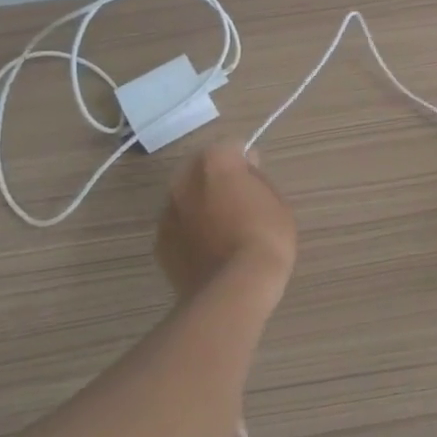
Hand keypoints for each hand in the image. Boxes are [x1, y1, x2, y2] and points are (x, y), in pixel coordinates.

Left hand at [155, 143, 296, 299]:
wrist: (234, 288)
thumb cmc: (265, 237)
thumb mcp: (277, 201)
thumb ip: (257, 180)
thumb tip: (245, 173)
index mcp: (215, 163)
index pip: (230, 147)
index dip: (245, 161)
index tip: (256, 179)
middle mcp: (184, 180)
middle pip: (200, 168)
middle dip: (216, 178)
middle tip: (238, 202)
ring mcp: (168, 212)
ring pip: (185, 198)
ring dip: (199, 205)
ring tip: (222, 230)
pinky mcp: (160, 244)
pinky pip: (177, 227)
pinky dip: (189, 232)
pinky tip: (208, 250)